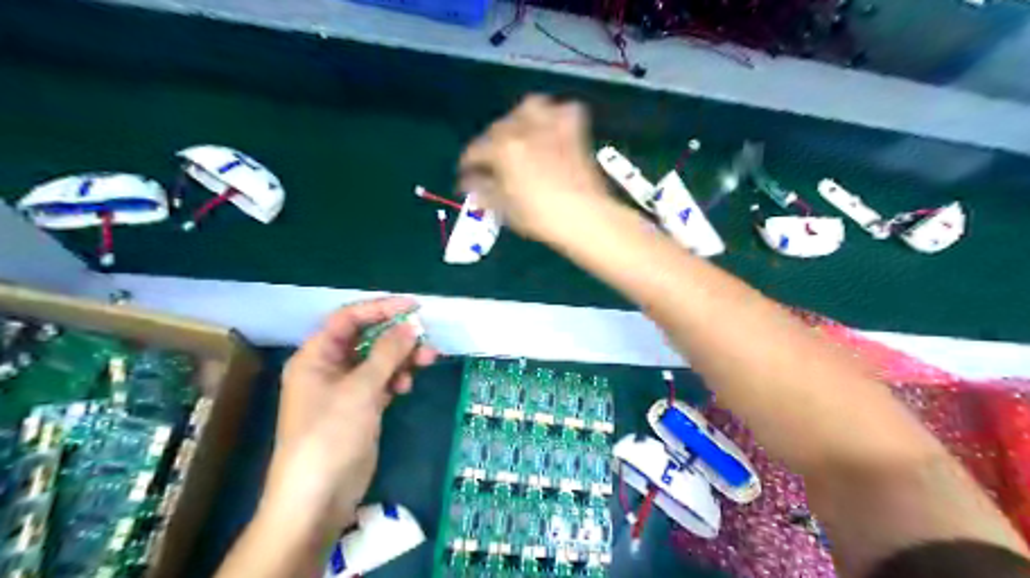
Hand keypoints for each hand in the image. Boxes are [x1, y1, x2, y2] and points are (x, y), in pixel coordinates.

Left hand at [261, 297, 435, 537]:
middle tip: (426, 338)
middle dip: (397, 336)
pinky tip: (407, 385)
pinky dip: (396, 379)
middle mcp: (328, 368)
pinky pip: (382, 382)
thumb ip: (387, 353)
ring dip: (402, 358)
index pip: (349, 319)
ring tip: (428, 360)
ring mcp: (345, 390)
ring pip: (378, 361)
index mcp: (316, 356)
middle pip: (366, 339)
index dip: (380, 308)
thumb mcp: (360, 388)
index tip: (413, 306)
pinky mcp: (360, 408)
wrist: (318, 496)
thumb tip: (410, 325)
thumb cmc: (331, 434)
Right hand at [455, 93, 608, 241]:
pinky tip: (550, 130)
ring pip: (528, 108)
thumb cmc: (540, 216)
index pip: (475, 149)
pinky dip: (554, 117)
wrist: (584, 216)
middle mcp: (524, 129)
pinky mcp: (574, 131)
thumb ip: (482, 190)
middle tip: (491, 161)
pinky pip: (563, 111)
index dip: (468, 162)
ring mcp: (551, 126)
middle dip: (490, 143)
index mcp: (503, 148)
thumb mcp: (505, 207)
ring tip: (518, 137)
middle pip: (498, 128)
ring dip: (519, 119)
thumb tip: (467, 182)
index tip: (465, 174)